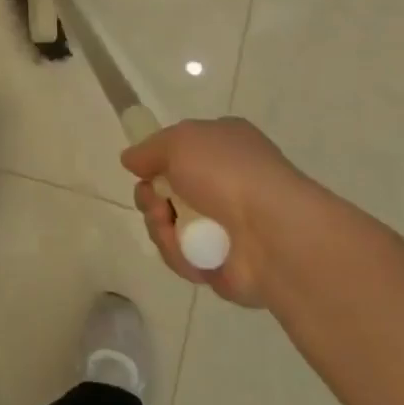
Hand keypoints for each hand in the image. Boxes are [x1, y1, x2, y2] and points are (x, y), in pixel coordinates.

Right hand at [122, 117, 326, 307]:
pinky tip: (188, 252)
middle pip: (167, 190)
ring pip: (170, 224)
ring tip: (169, 226)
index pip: (181, 150)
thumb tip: (130, 160)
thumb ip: (149, 150)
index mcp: (224, 145)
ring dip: (160, 225)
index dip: (158, 159)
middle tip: (155, 202)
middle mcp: (226, 182)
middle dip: (151, 197)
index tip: (142, 168)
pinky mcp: (223, 263)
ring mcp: (226, 224)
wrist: (273, 233)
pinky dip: (178, 254)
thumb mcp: (179, 141)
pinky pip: (183, 257)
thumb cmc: (226, 173)